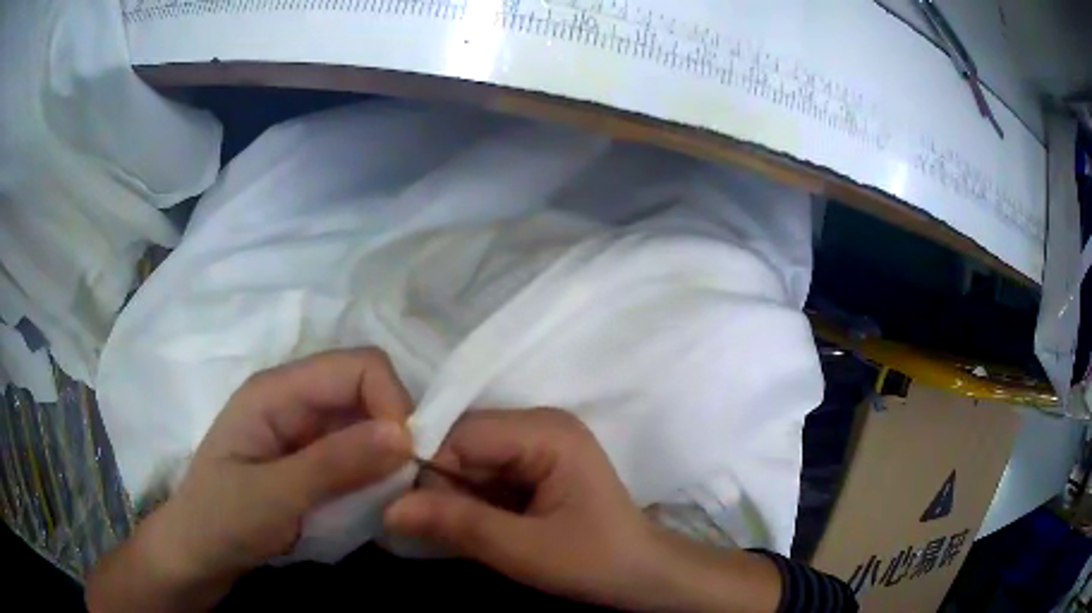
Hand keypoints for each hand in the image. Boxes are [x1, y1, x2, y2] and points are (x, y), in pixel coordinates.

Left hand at [87, 348, 413, 611]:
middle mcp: (294, 400)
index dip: (392, 402)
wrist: (197, 555)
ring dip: (389, 458)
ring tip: (396, 499)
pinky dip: (376, 475)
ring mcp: (303, 431)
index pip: (357, 366)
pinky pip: (358, 454)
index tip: (407, 460)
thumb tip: (404, 435)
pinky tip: (377, 503)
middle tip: (410, 485)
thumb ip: (334, 465)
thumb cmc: (221, 520)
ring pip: (367, 425)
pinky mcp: (310, 460)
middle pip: (366, 392)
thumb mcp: (273, 496)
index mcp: (277, 390)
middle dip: (397, 432)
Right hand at [383, 409, 661, 607]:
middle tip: (430, 529)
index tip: (403, 508)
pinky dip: (470, 502)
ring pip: (468, 461)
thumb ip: (459, 525)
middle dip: (441, 486)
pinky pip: (483, 475)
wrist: (643, 576)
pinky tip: (472, 527)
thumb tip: (389, 508)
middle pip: (462, 444)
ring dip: (454, 497)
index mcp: (546, 432)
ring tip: (451, 533)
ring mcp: (537, 445)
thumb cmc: (597, 562)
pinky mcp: (533, 467)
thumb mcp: (525, 551)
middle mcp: (539, 425)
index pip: (461, 434)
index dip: (427, 467)